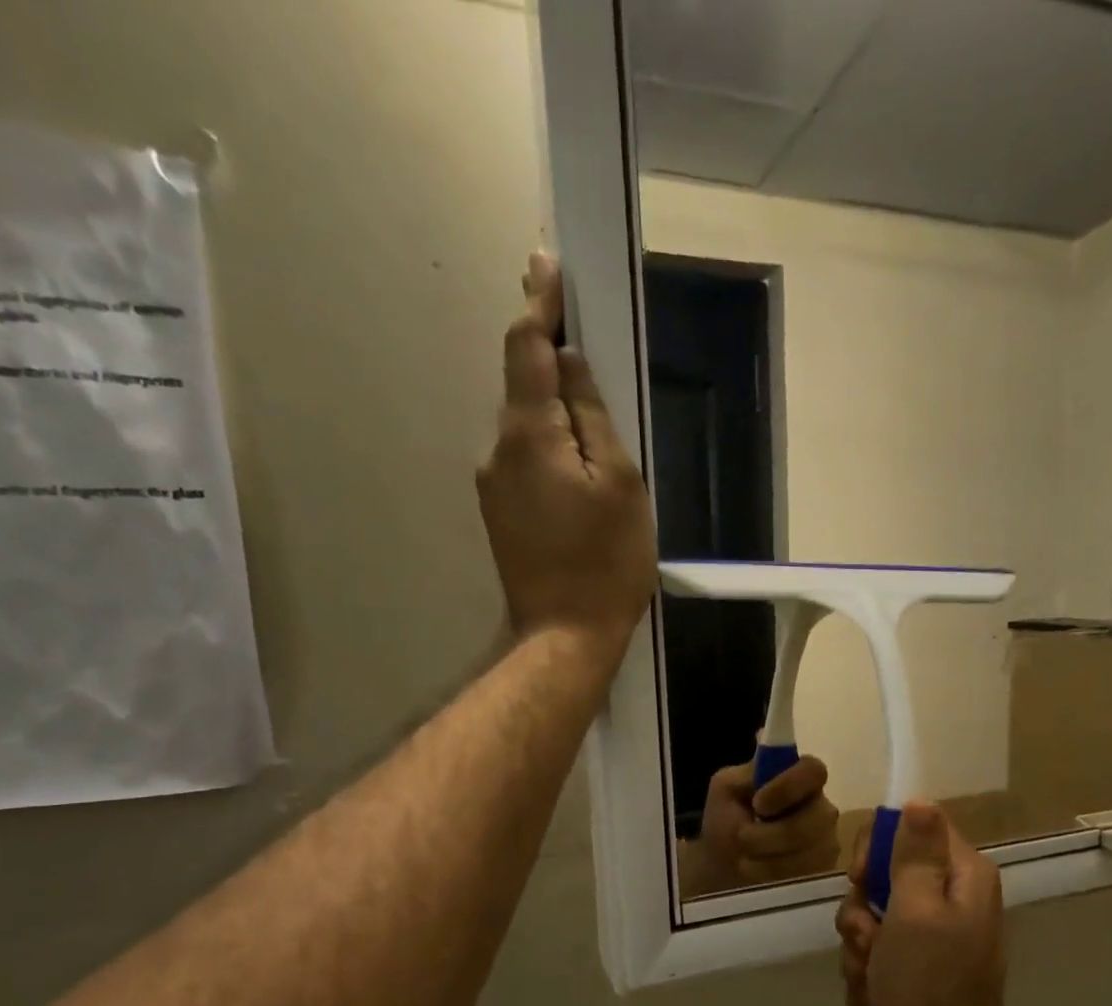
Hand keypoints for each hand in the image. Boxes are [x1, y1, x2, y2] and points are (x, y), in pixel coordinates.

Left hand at [477, 253, 656, 666]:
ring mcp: (493, 485)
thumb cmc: (605, 561)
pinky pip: (524, 460)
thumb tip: (569, 365)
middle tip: (582, 334)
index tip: (546, 264)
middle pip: (522, 386)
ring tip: (592, 422)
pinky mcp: (499, 513)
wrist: (564, 635)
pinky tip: (576, 470)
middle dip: (547, 355)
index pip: (528, 349)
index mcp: (529, 434)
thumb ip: (592, 417)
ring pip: (525, 427)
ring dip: (551, 410)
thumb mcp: (619, 483)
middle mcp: (498, 450)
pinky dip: (547, 447)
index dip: (540, 304)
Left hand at [679, 757, 840, 896]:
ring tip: (746, 857)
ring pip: (811, 850)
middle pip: (817, 817)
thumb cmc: (725, 822)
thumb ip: (748, 770)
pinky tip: (758, 872)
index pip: (814, 771)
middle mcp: (820, 806)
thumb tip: (764, 735)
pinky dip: (774, 874)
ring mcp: (826, 840)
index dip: (789, 787)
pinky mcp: (824, 870)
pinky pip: (807, 873)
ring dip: (768, 856)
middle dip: (772, 834)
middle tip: (743, 837)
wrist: (721, 868)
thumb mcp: (726, 789)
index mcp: (799, 779)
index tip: (759, 804)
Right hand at [835, 801, 1011, 1005]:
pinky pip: (876, 949)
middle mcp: (952, 898)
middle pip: (885, 874)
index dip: (877, 848)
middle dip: (863, 910)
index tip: (861, 879)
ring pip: (872, 915)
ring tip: (872, 976)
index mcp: (962, 876)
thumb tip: (919, 800)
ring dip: (860, 946)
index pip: (912, 827)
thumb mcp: (916, 910)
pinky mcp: (917, 965)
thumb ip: (915, 854)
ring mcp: (934, 934)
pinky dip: (868, 972)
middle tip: (868, 938)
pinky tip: (875, 995)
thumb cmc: (927, 984)